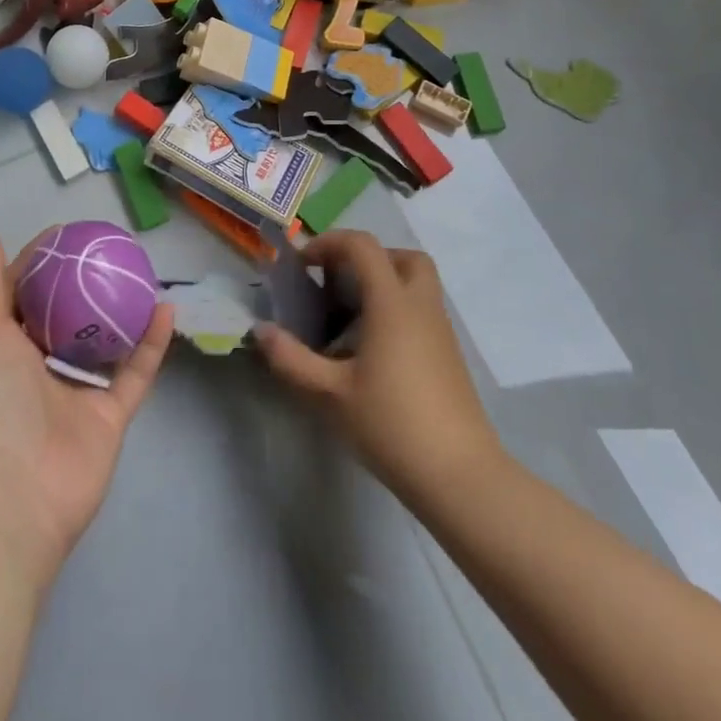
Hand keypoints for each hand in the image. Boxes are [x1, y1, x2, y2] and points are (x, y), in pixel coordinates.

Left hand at [0, 231, 174, 573]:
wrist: (10, 494)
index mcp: (0, 347)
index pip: (21, 293)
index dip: (40, 262)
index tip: (67, 233)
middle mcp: (36, 368)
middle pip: (65, 315)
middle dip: (84, 283)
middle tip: (111, 250)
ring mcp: (74, 393)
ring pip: (103, 342)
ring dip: (121, 311)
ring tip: (143, 273)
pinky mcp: (108, 417)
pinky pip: (135, 373)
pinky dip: (152, 344)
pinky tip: (167, 308)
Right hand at [255, 230, 503, 509]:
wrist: (460, 477)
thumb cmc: (391, 425)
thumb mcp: (329, 394)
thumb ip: (290, 359)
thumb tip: (260, 331)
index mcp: (392, 304)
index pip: (363, 246)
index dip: (329, 243)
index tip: (304, 266)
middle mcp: (421, 307)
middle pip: (403, 256)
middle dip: (367, 258)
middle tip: (339, 282)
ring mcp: (441, 332)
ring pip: (417, 284)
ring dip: (383, 284)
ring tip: (350, 318)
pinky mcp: (449, 357)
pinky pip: (422, 312)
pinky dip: (397, 311)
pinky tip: (372, 350)